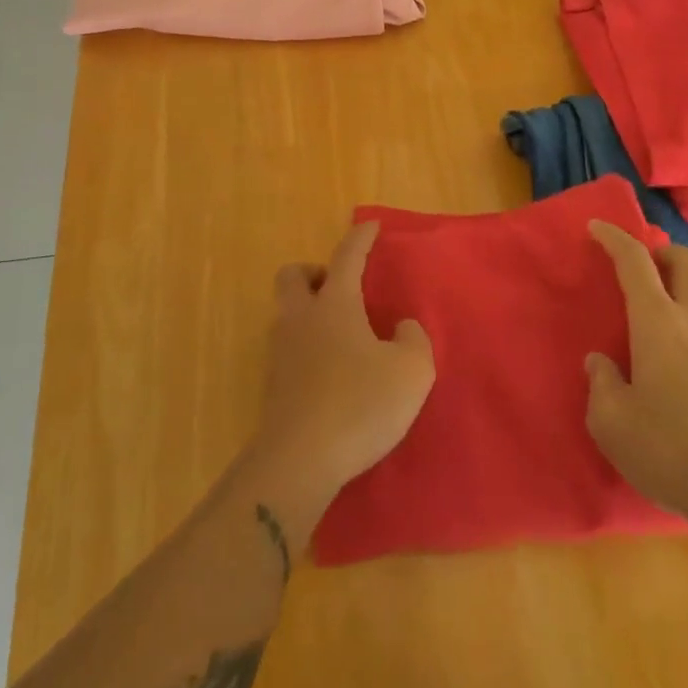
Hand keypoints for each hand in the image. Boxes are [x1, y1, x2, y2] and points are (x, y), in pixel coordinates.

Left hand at [251, 222, 435, 510]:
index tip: (369, 226)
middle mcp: (302, 319)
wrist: (299, 461)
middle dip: (313, 272)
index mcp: (335, 304)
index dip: (360, 238)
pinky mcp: (273, 387)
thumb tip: (401, 328)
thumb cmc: (359, 405)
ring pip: (287, 314)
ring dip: (309, 312)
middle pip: (293, 276)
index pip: (347, 257)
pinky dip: (306, 349)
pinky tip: (331, 373)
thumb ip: (413, 340)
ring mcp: (281, 353)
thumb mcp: (410, 371)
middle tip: (339, 288)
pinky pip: (288, 350)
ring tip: (341, 336)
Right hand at [584, 221, 687, 528]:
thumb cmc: (671, 450)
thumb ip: (601, 384)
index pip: (635, 261)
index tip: (596, 227)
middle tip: (642, 268)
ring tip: (664, 317)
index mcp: (658, 322)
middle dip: (663, 252)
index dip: (614, 237)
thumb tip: (601, 363)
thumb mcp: (611, 422)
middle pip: (687, 260)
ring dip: (685, 290)